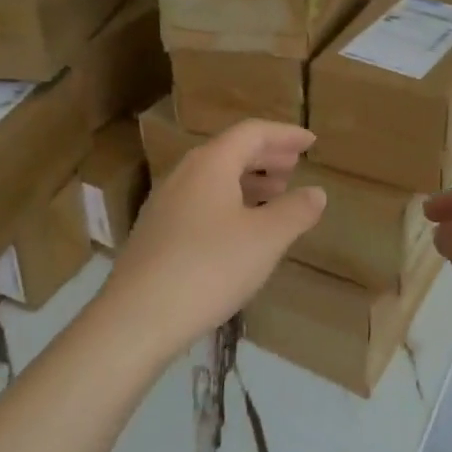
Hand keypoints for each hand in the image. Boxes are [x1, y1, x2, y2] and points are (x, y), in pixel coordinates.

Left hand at [101, 120, 326, 357]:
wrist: (136, 319)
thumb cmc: (209, 268)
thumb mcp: (266, 239)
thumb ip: (295, 211)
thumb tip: (316, 192)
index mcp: (211, 163)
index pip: (253, 132)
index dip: (285, 134)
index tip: (311, 142)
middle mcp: (185, 174)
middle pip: (231, 151)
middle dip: (266, 155)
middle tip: (294, 166)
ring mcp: (165, 203)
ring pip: (214, 177)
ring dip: (248, 179)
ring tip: (274, 195)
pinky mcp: (156, 232)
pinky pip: (201, 200)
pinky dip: (229, 201)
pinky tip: (240, 229)